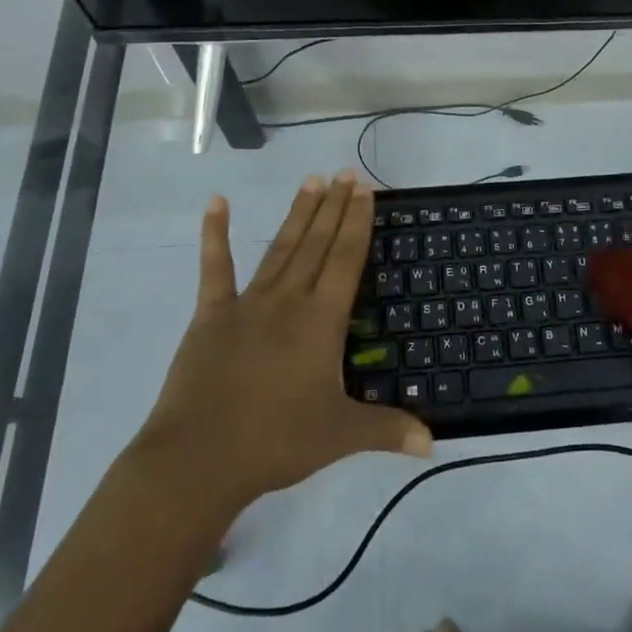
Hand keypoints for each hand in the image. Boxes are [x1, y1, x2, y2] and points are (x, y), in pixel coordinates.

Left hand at [134, 172, 432, 513]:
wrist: (199, 458)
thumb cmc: (276, 441)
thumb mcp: (340, 436)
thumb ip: (388, 430)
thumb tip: (433, 443)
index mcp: (321, 320)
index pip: (346, 258)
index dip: (357, 221)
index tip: (363, 188)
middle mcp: (288, 299)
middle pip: (317, 243)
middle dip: (334, 206)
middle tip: (346, 173)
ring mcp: (248, 303)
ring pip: (281, 247)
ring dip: (298, 213)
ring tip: (312, 181)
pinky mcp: (211, 314)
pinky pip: (215, 268)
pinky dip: (214, 235)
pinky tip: (217, 203)